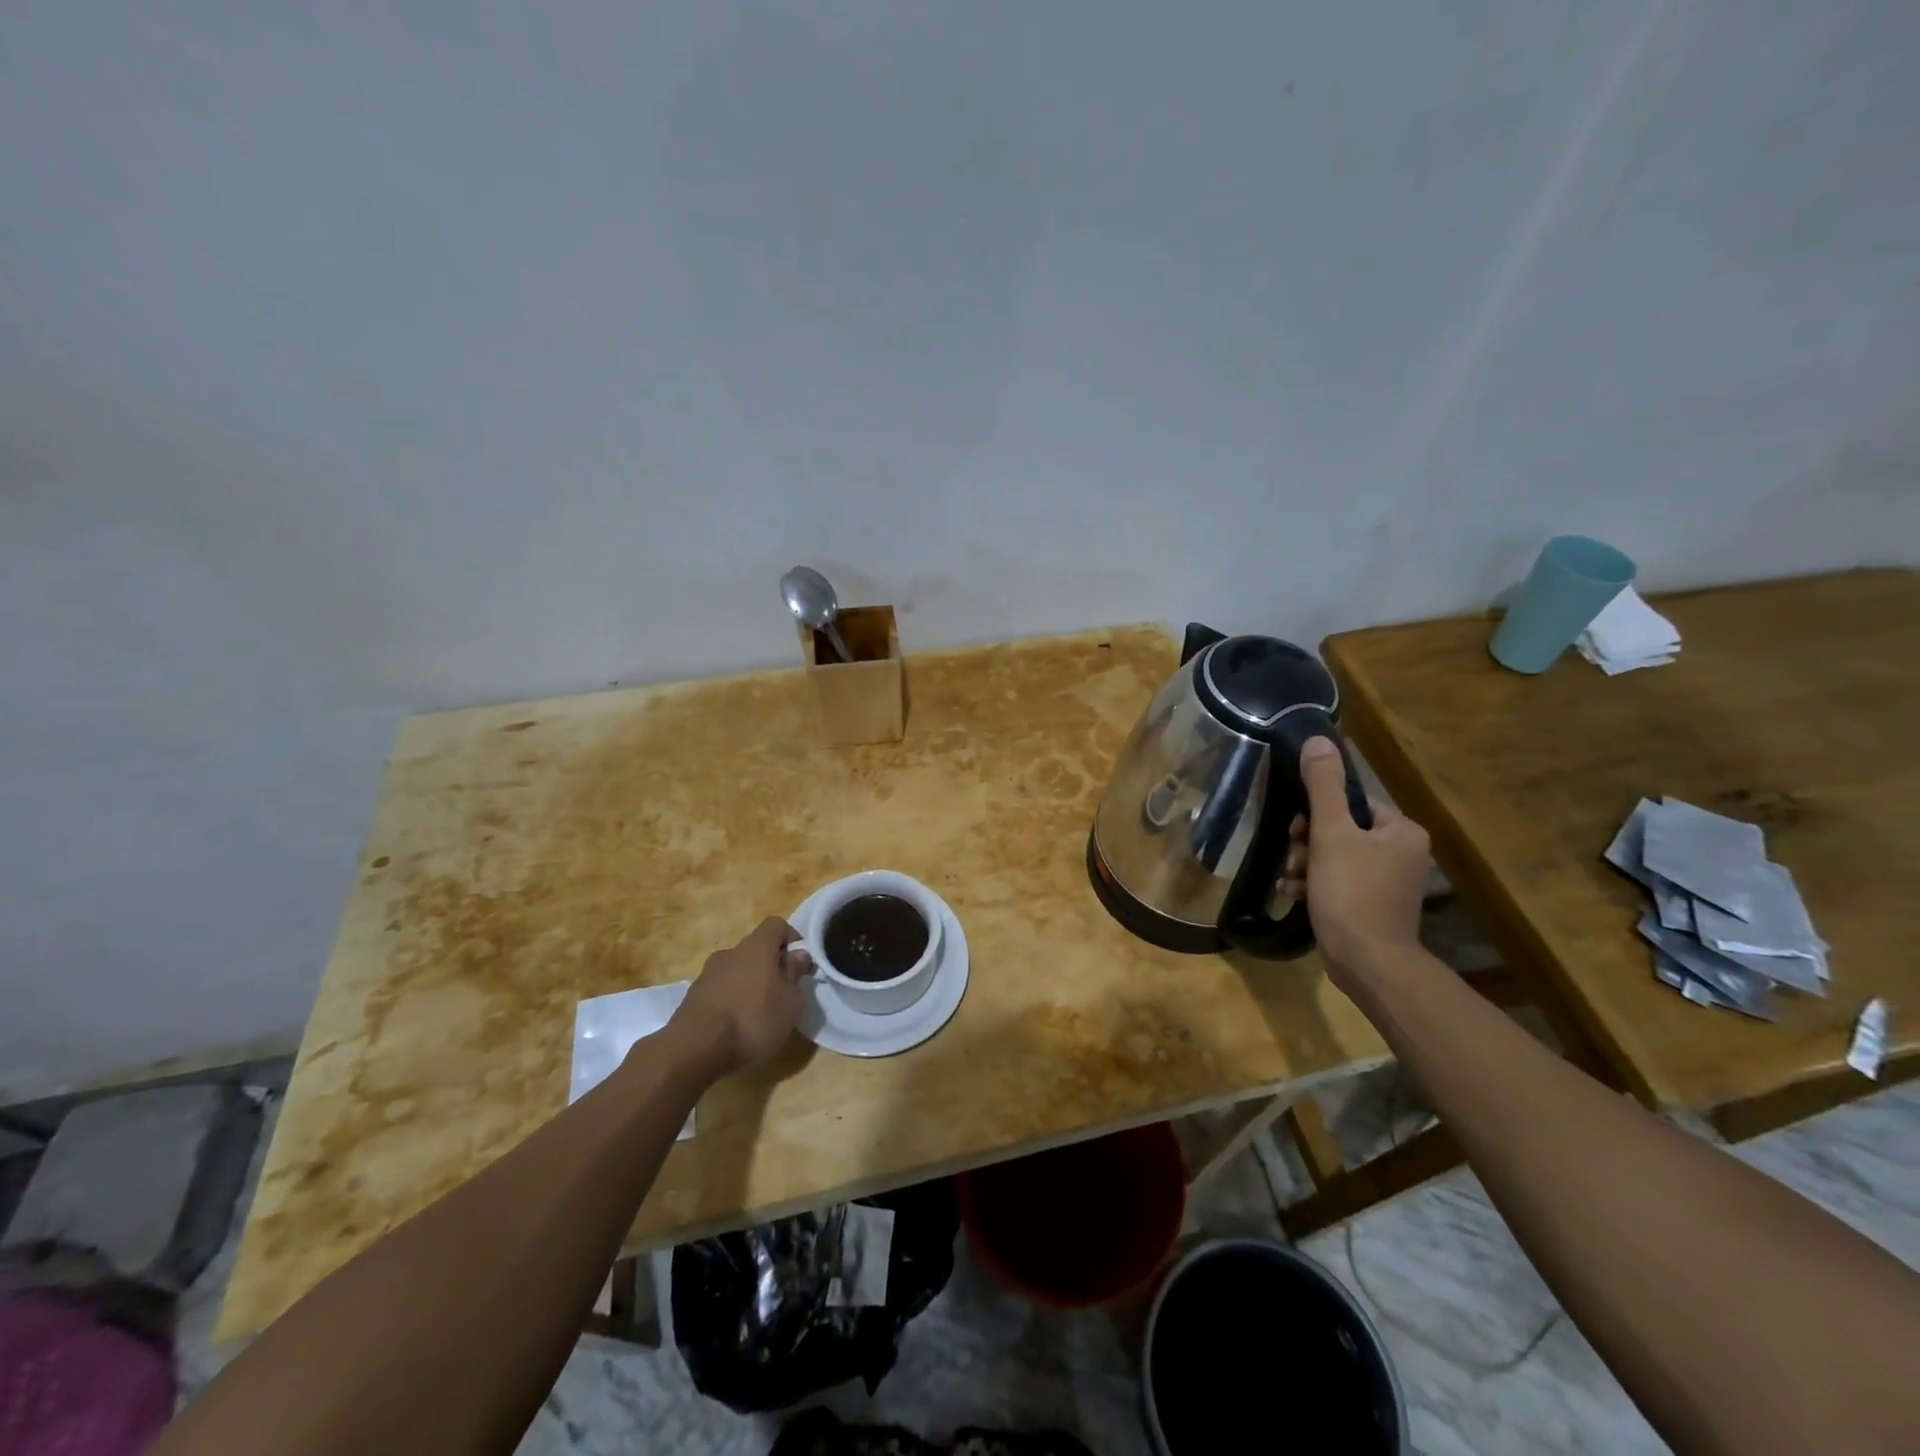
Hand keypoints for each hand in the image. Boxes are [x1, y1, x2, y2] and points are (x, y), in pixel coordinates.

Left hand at [667, 917, 812, 1077]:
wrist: (694, 1050)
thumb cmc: (753, 1020)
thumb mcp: (790, 1002)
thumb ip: (795, 974)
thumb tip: (798, 954)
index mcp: (756, 947)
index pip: (776, 925)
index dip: (791, 938)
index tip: (800, 963)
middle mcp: (730, 953)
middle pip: (755, 949)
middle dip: (770, 967)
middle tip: (781, 994)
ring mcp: (707, 974)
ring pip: (736, 971)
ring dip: (749, 985)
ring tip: (758, 1015)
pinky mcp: (692, 997)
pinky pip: (720, 990)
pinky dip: (731, 1001)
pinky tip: (735, 1027)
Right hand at [1280, 737, 1431, 983]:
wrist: (1368, 963)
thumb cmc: (1351, 893)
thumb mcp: (1330, 834)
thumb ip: (1324, 786)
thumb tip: (1319, 740)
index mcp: (1401, 831)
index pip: (1353, 803)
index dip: (1319, 813)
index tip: (1298, 831)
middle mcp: (1402, 853)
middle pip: (1342, 830)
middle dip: (1308, 843)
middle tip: (1294, 858)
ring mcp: (1389, 883)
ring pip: (1335, 857)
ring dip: (1306, 865)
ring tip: (1292, 880)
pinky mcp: (1373, 906)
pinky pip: (1338, 882)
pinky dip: (1315, 884)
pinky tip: (1294, 894)